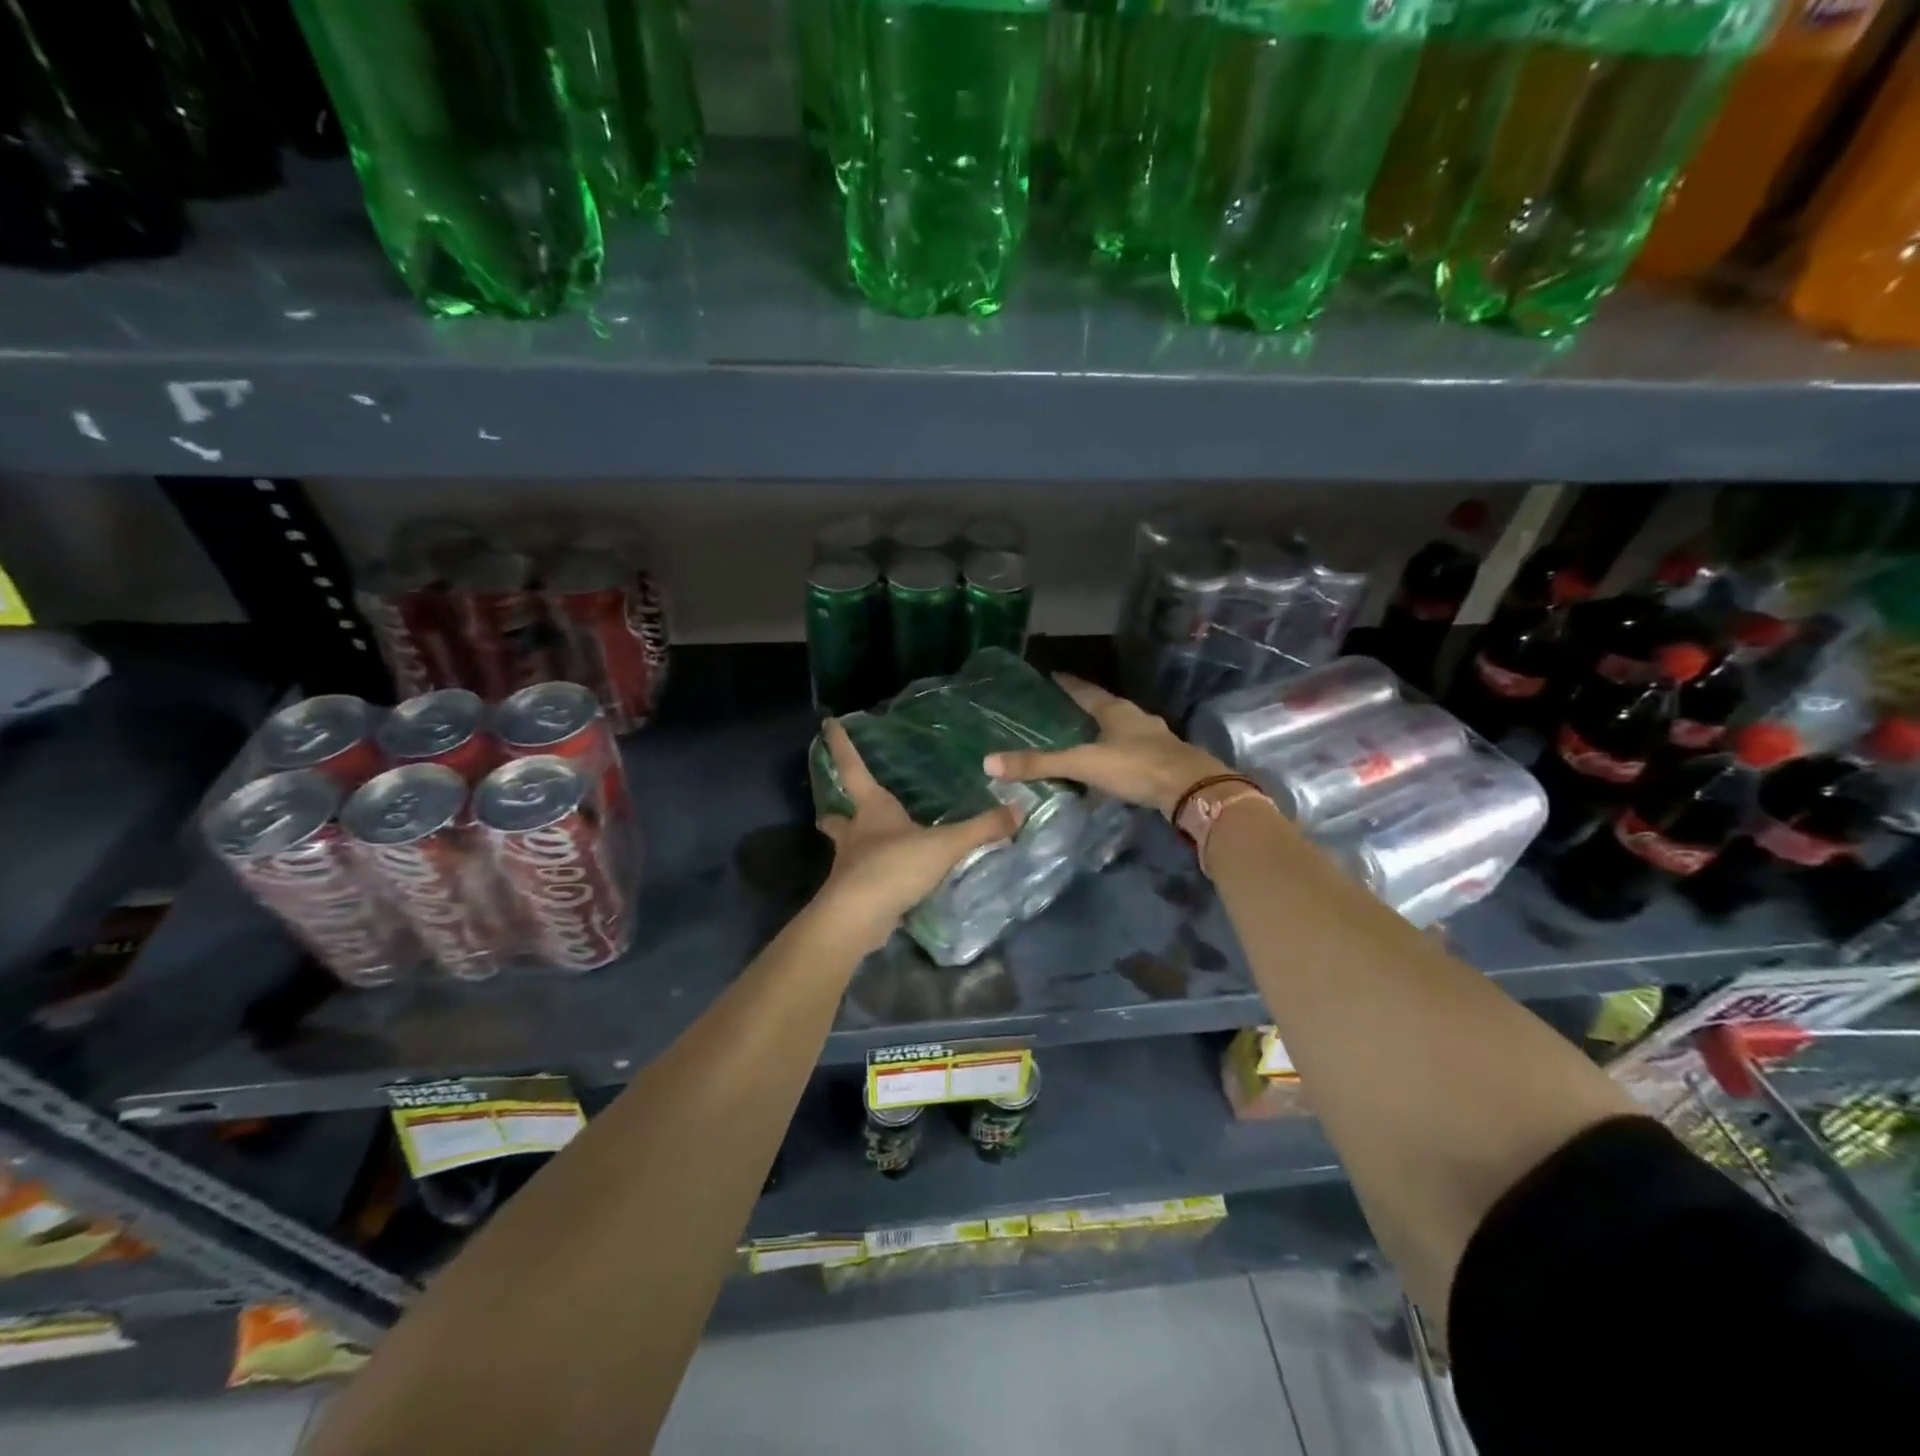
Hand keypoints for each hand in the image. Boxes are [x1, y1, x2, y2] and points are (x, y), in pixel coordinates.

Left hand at [813, 718, 1020, 949]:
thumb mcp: (945, 845)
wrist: (858, 918)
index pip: (852, 768)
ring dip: (852, 844)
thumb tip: (1019, 810)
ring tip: (866, 845)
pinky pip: (860, 879)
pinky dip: (868, 876)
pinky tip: (886, 881)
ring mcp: (849, 865)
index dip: (841, 745)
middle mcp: (855, 833)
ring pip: (845, 848)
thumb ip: (982, 829)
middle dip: (837, 811)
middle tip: (839, 808)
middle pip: (838, 816)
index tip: (827, 725)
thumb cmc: (894, 867)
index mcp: (872, 810)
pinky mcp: (852, 894)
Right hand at [983, 674, 1227, 817]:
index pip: (1085, 690)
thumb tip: (989, 763)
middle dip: (1086, 707)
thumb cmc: (1136, 767)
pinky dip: (1119, 754)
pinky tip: (1112, 766)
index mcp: (1116, 711)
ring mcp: (1155, 739)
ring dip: (1105, 732)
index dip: (1067, 684)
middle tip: (1063, 709)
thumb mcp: (1084, 764)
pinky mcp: (1165, 760)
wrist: (1191, 790)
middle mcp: (1136, 718)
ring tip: (1085, 737)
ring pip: (1124, 729)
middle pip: (1106, 707)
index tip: (1052, 675)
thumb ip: (1040, 765)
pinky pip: (1135, 751)